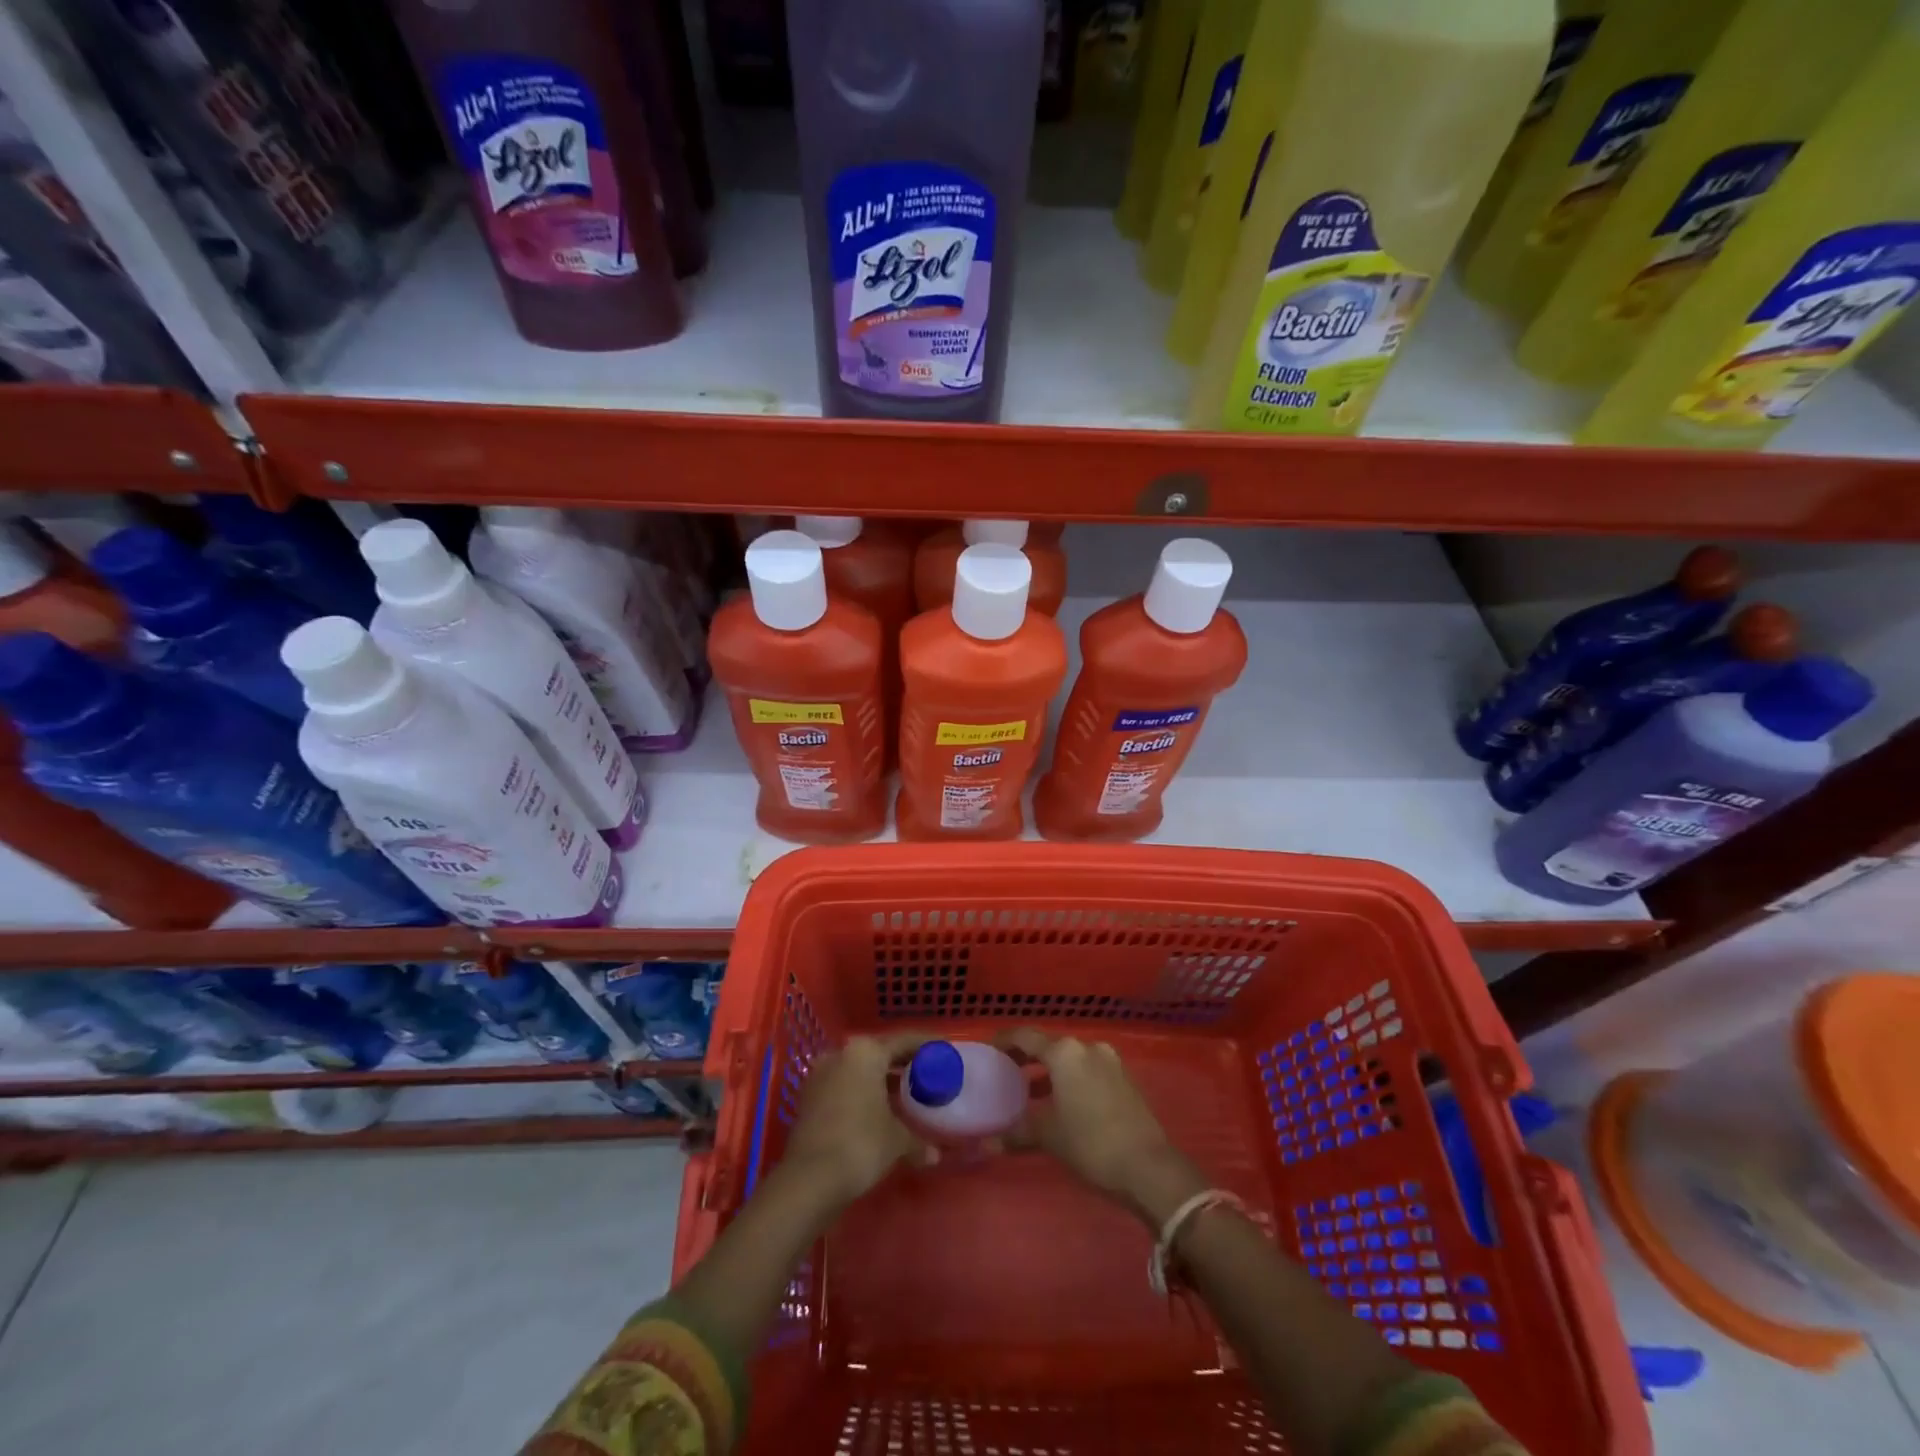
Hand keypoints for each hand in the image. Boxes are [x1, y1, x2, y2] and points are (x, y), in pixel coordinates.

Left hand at [782, 1032, 933, 1207]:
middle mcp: (841, 1054)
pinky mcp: (808, 1099)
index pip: (903, 1041)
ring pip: (858, 1070)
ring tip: (903, 1095)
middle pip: (879, 1053)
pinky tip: (876, 1111)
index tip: (941, 1051)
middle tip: (925, 1074)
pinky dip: (861, 1093)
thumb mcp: (897, 1140)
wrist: (809, 1179)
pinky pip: (843, 1086)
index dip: (925, 1046)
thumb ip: (918, 1140)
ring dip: (879, 1080)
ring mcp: (820, 1075)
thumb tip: (935, 1154)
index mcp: (866, 1052)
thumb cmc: (861, 1144)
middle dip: (901, 1063)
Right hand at [1000, 1029, 1204, 1226]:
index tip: (988, 1051)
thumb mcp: (1049, 1137)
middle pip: (1049, 1045)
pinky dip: (1070, 1080)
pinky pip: (1087, 1070)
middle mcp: (1087, 1047)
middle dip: (1026, 1057)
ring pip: (1070, 1059)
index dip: (1004, 1042)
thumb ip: (1016, 1133)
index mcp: (1065, 1052)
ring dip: (1049, 1072)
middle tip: (1005, 1072)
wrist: (1149, 1167)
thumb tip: (985, 1145)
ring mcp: (1109, 1062)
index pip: (1025, 1036)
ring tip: (1029, 1093)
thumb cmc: (1091, 1143)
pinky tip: (1061, 1104)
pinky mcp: (1124, 1079)